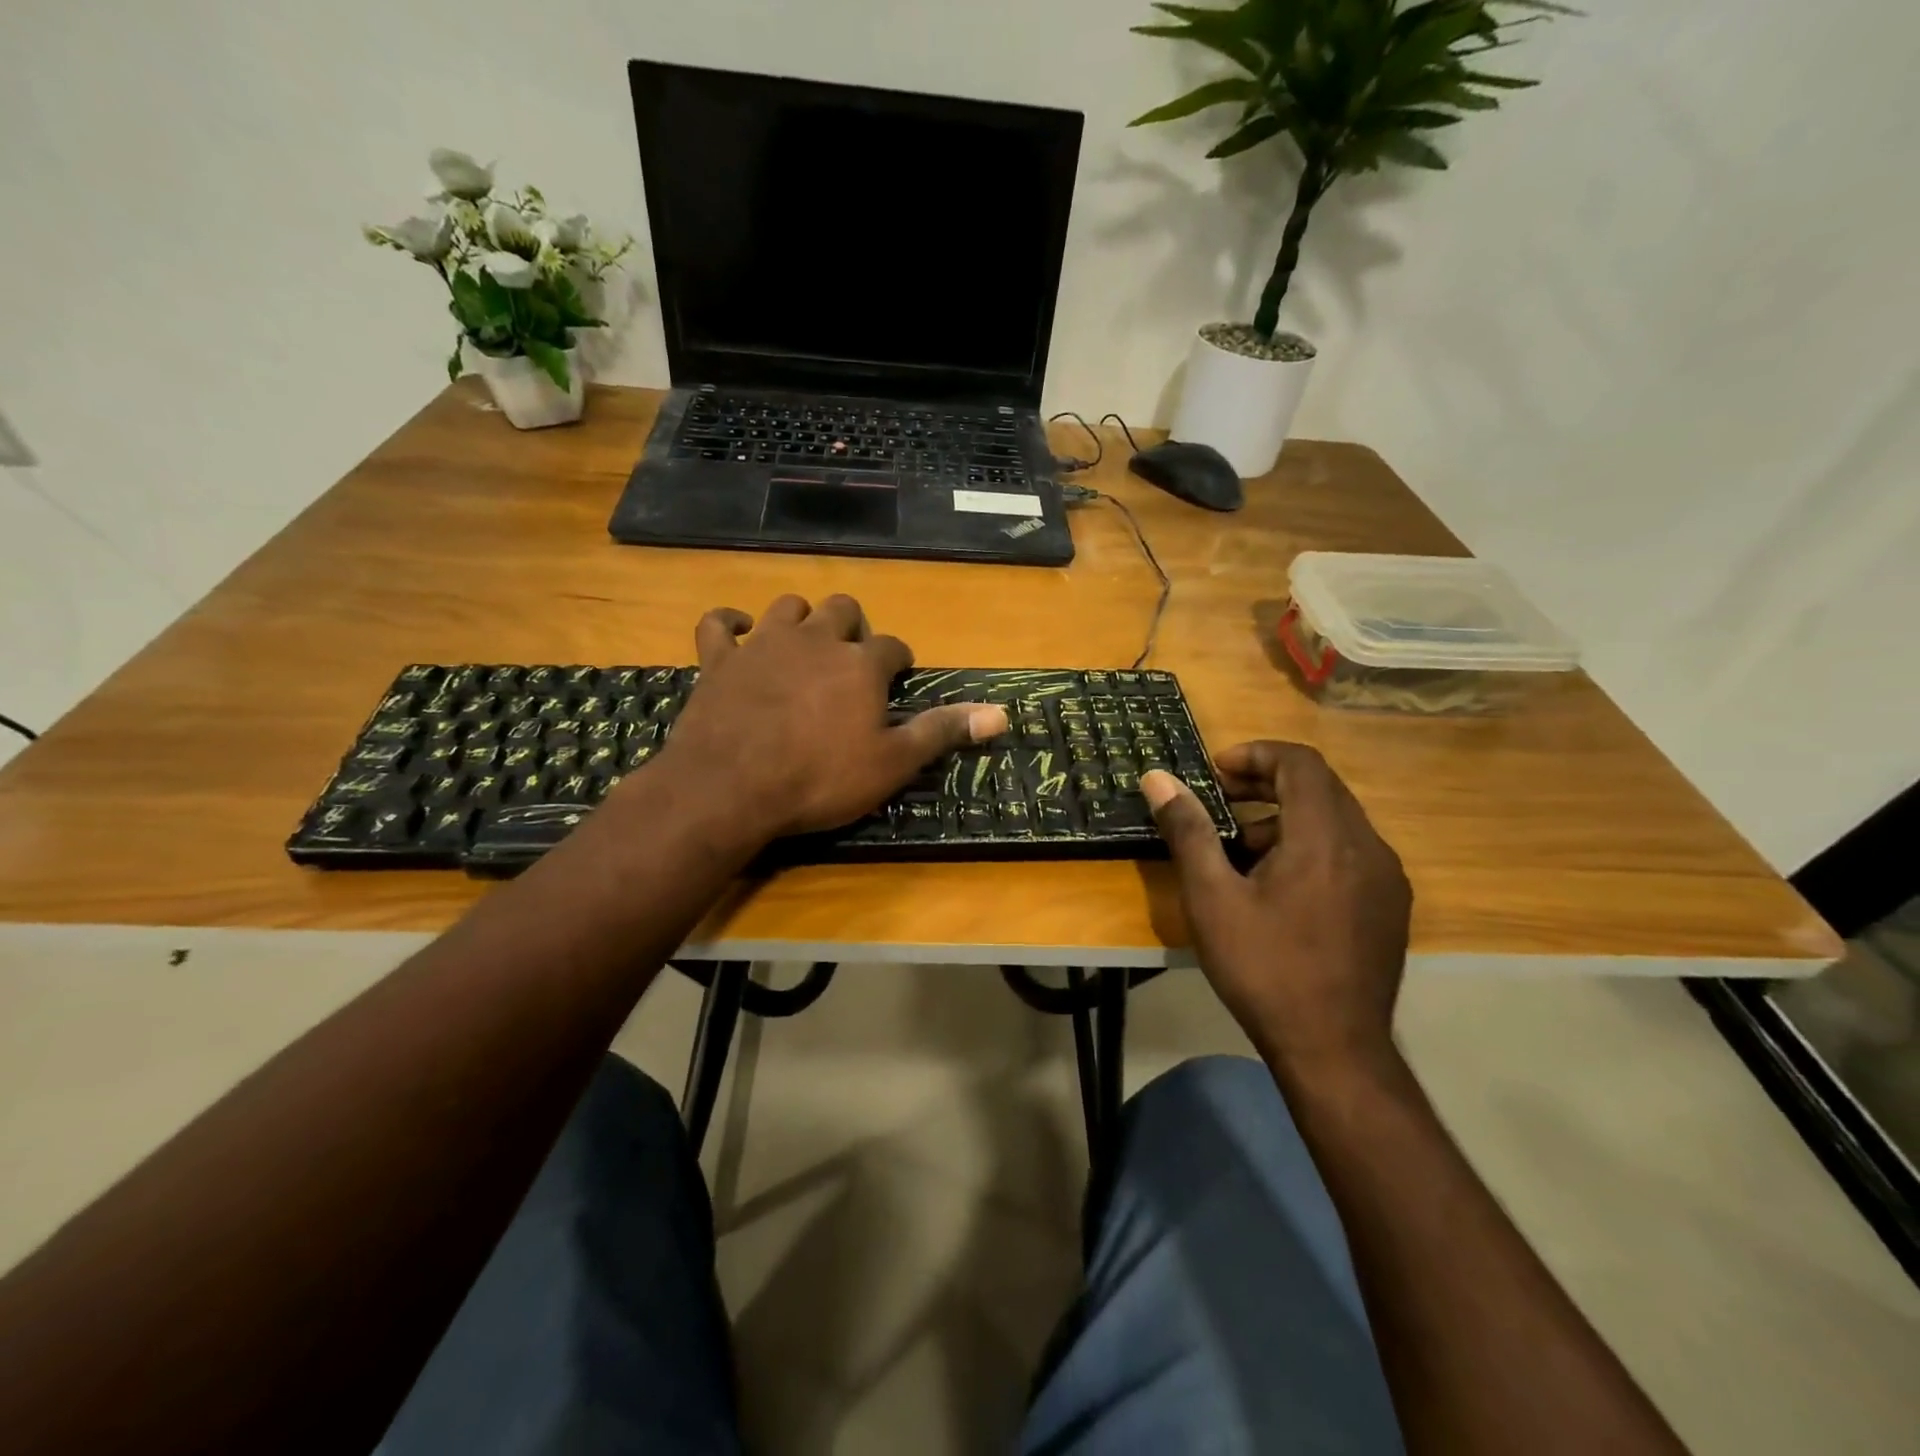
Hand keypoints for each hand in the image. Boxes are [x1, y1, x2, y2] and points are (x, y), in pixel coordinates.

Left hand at [651, 594, 1007, 843]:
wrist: (731, 787)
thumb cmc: (820, 778)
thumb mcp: (892, 763)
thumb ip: (942, 731)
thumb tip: (1001, 713)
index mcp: (860, 664)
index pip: (893, 646)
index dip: (898, 660)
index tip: (897, 678)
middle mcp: (815, 639)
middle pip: (843, 610)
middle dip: (854, 627)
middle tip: (853, 659)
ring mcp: (763, 645)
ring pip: (789, 607)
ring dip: (801, 618)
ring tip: (805, 644)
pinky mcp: (719, 660)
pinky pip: (718, 623)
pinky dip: (729, 622)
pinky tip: (739, 631)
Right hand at [1141, 743, 1411, 1082]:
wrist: (1334, 1050)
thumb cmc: (1264, 968)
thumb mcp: (1212, 897)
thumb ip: (1188, 830)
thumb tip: (1158, 778)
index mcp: (1325, 837)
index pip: (1300, 763)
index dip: (1256, 754)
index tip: (1216, 771)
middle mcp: (1367, 847)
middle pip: (1320, 787)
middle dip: (1266, 783)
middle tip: (1221, 799)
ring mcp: (1386, 879)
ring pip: (1335, 821)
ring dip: (1286, 817)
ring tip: (1240, 849)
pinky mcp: (1390, 906)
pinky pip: (1349, 852)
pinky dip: (1311, 845)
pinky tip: (1279, 885)